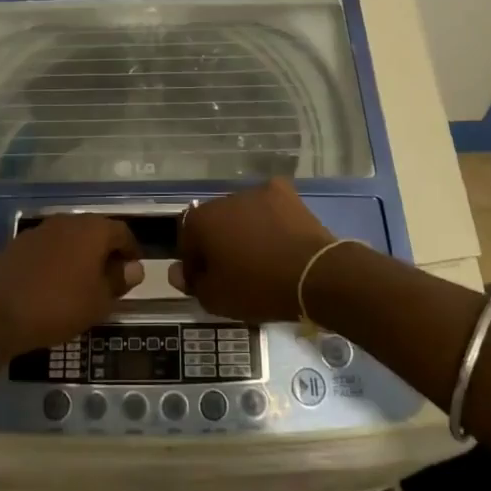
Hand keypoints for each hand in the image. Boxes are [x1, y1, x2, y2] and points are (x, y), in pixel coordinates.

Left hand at [0, 216, 143, 354]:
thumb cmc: (59, 306)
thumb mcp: (99, 301)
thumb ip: (119, 281)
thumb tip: (133, 268)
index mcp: (93, 230)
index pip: (122, 232)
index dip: (131, 251)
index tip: (133, 271)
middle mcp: (68, 221)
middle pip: (95, 231)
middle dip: (106, 251)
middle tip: (110, 278)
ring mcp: (41, 229)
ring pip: (70, 237)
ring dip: (80, 254)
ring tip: (82, 282)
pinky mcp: (20, 242)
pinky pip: (49, 246)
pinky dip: (58, 259)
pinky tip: (54, 282)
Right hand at [168, 179, 334, 322]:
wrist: (314, 274)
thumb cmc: (258, 288)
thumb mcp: (217, 298)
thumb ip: (192, 283)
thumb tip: (176, 271)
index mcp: (202, 220)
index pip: (187, 242)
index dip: (194, 264)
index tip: (207, 283)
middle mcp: (224, 198)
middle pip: (214, 223)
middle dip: (219, 244)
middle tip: (234, 271)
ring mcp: (256, 191)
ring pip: (241, 213)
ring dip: (244, 230)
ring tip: (261, 257)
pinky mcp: (284, 192)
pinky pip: (268, 207)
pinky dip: (269, 220)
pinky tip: (279, 240)